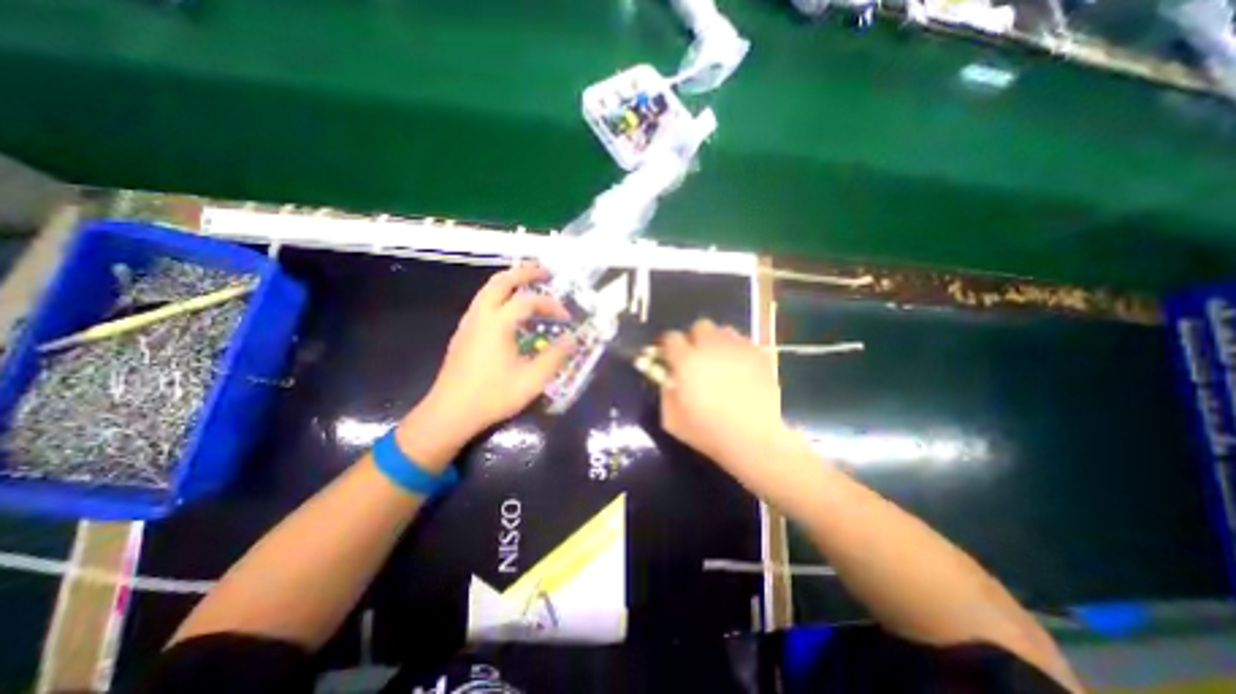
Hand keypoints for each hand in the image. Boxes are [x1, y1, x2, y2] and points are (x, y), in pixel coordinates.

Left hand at [396, 265, 580, 469]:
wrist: (450, 413)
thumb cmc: (493, 396)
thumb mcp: (532, 379)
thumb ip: (555, 357)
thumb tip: (573, 339)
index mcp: (497, 323)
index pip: (529, 302)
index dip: (551, 305)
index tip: (566, 317)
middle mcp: (480, 315)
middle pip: (501, 281)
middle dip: (524, 273)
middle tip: (545, 272)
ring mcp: (468, 323)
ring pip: (488, 289)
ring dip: (510, 281)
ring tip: (529, 284)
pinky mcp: (463, 333)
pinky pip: (483, 302)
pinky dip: (500, 295)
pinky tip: (510, 310)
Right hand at [661, 323, 795, 494]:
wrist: (756, 438)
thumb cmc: (709, 432)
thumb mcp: (673, 420)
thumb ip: (666, 394)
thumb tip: (669, 381)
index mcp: (686, 361)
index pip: (670, 338)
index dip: (668, 346)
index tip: (669, 357)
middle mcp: (711, 346)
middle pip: (699, 326)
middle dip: (695, 338)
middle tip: (697, 358)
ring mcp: (738, 348)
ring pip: (723, 331)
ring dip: (717, 342)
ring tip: (720, 362)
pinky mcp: (759, 354)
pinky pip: (744, 342)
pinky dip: (737, 350)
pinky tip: (740, 369)